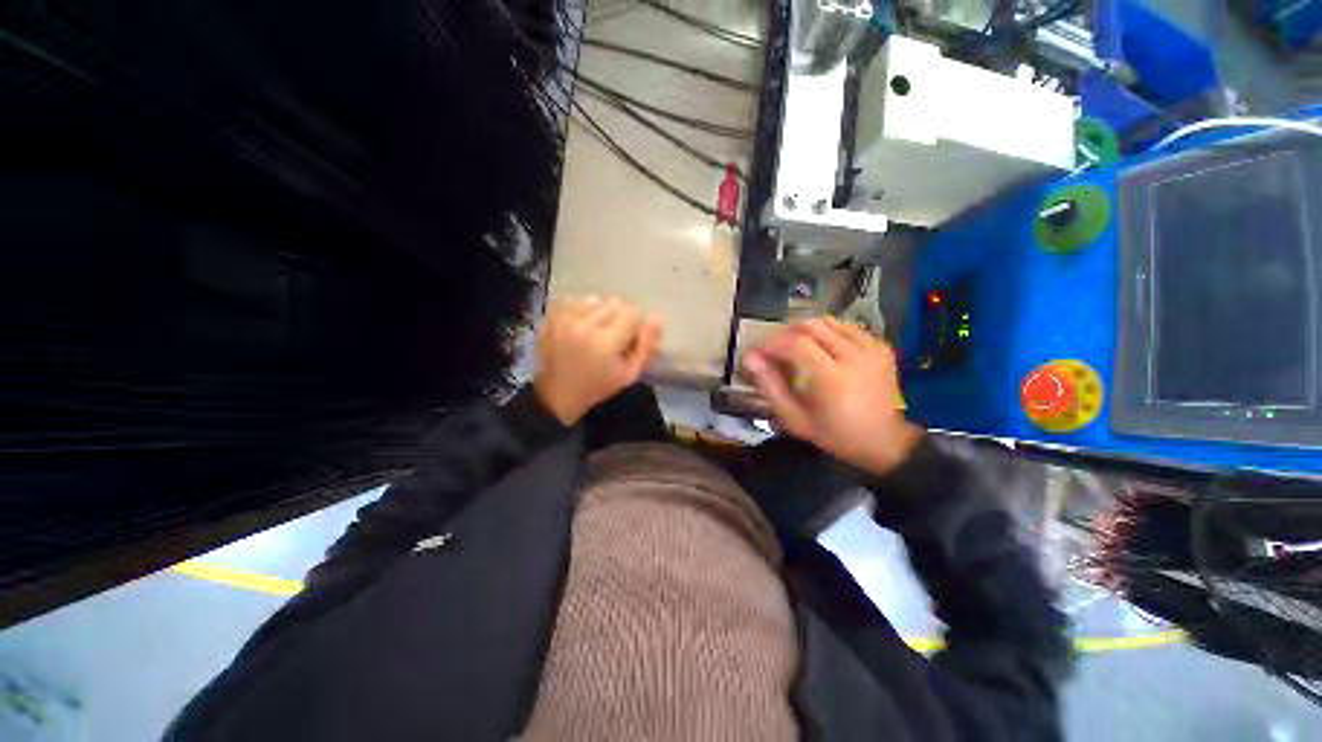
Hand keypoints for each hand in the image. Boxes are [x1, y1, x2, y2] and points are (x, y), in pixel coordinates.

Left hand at [534, 296, 662, 425]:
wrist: (558, 393)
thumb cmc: (598, 386)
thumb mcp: (630, 374)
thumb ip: (646, 346)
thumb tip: (657, 317)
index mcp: (606, 341)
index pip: (632, 312)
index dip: (635, 324)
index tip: (629, 338)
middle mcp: (584, 324)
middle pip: (614, 302)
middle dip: (619, 316)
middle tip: (613, 336)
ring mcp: (564, 318)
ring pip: (594, 299)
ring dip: (600, 311)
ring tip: (595, 330)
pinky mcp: (550, 317)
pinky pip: (574, 300)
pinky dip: (581, 310)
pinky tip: (580, 327)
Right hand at [742, 317, 920, 476]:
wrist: (885, 441)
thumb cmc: (835, 434)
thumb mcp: (795, 419)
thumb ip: (770, 387)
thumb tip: (749, 358)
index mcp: (833, 379)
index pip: (796, 343)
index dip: (772, 342)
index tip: (757, 352)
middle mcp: (854, 357)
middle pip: (811, 326)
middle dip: (785, 333)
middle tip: (773, 348)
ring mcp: (871, 348)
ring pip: (828, 322)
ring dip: (804, 329)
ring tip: (793, 346)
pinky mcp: (880, 346)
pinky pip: (846, 327)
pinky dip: (827, 331)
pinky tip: (819, 346)